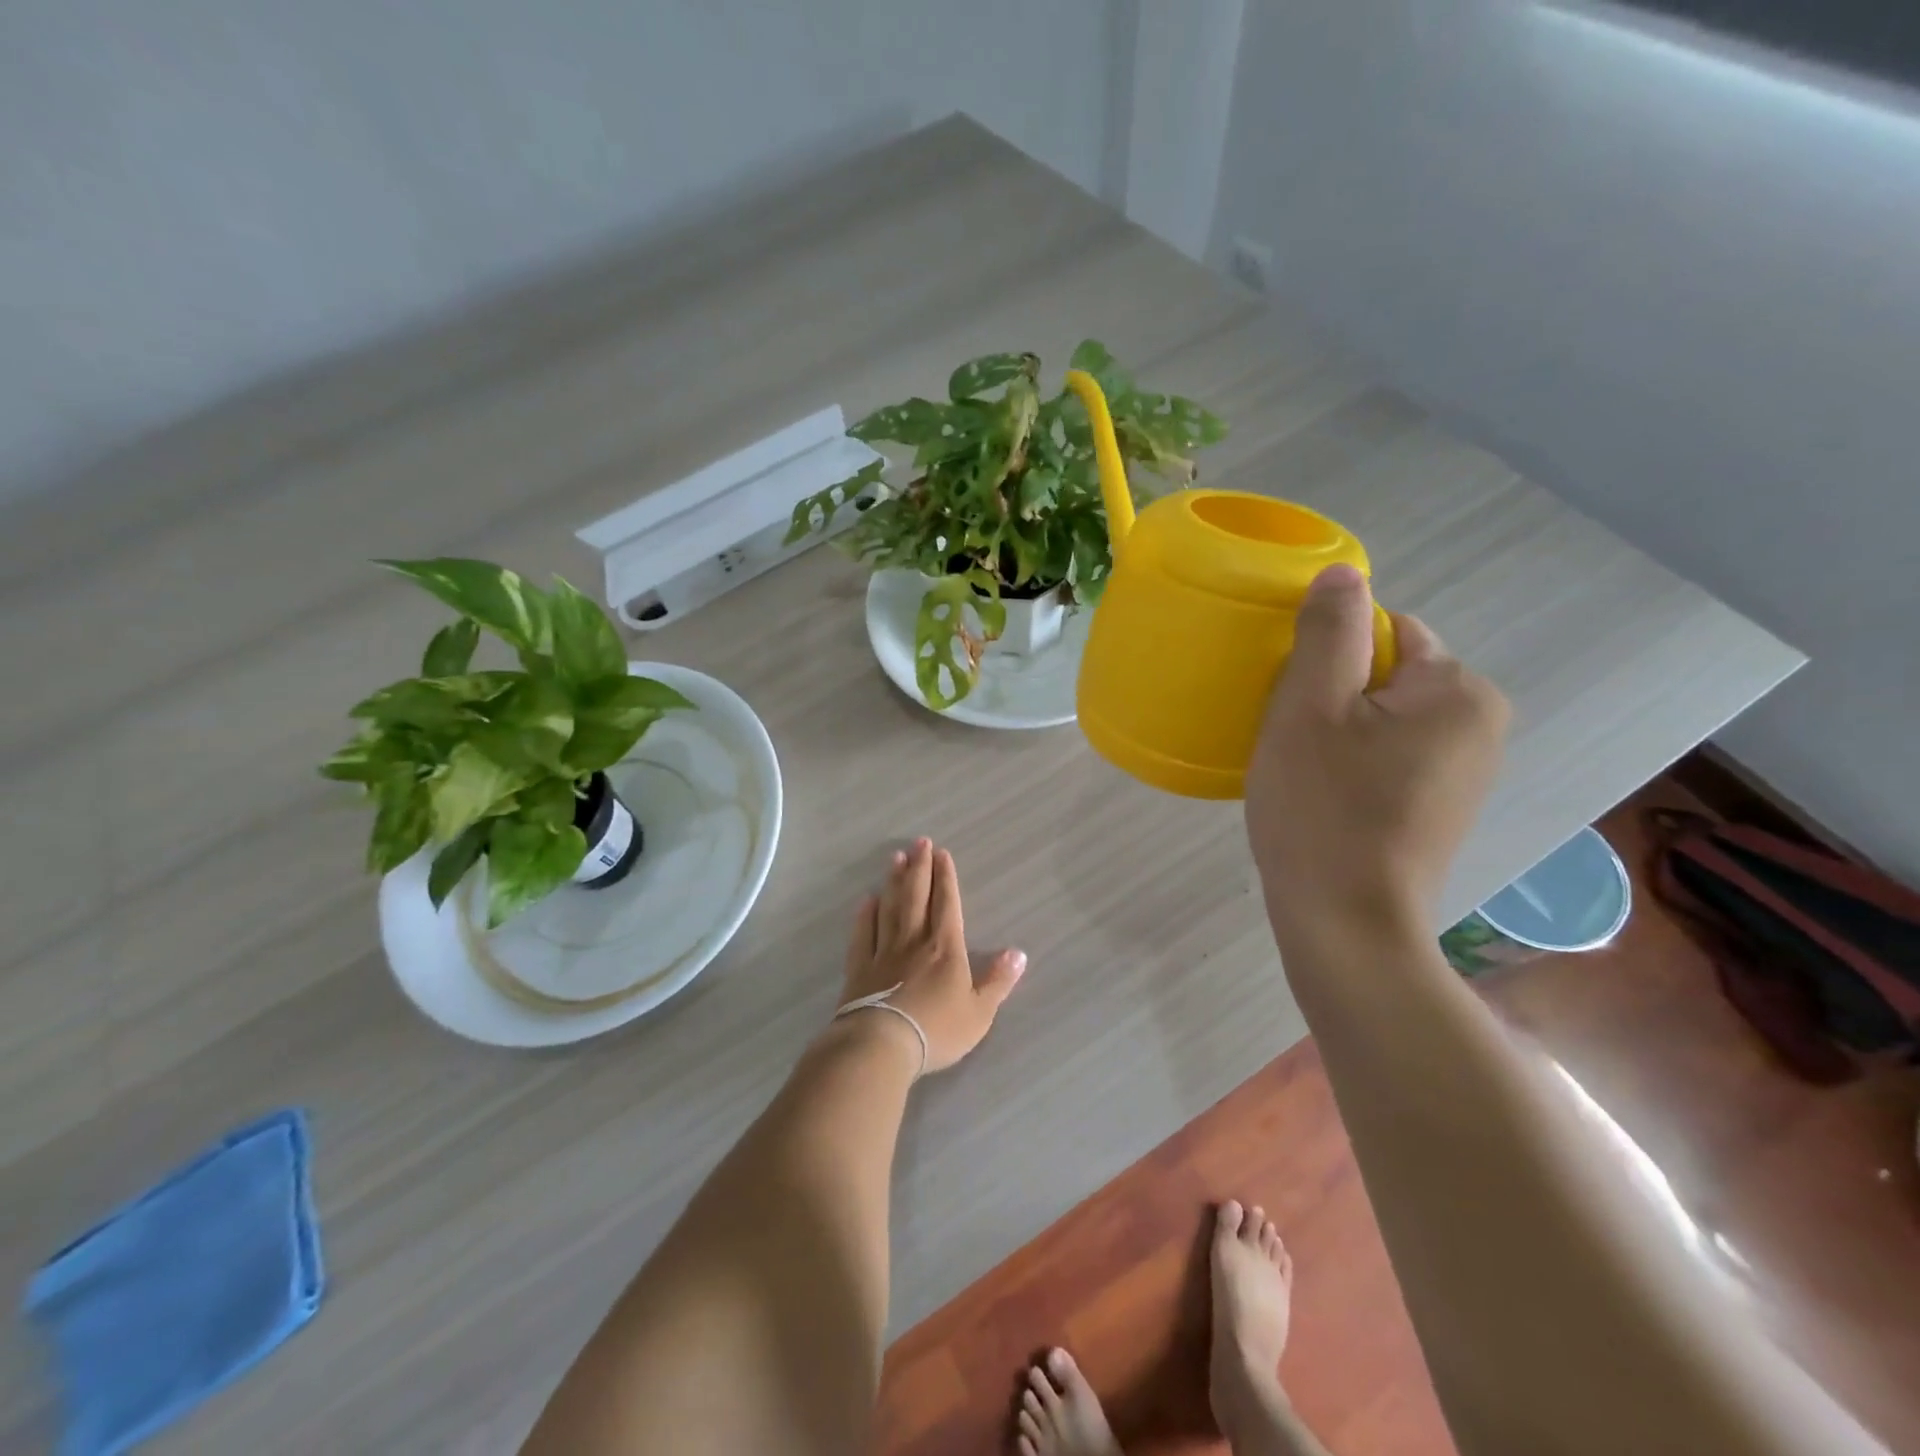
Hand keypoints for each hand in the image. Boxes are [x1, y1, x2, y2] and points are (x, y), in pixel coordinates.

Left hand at [836, 837, 1027, 1074]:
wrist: (881, 1045)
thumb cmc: (937, 1030)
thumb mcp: (979, 1012)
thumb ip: (998, 981)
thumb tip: (1018, 953)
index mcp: (945, 948)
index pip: (947, 904)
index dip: (945, 878)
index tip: (941, 853)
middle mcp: (914, 940)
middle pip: (917, 896)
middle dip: (919, 868)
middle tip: (919, 842)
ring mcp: (884, 952)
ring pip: (890, 908)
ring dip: (894, 882)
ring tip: (895, 858)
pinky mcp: (860, 968)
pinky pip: (864, 934)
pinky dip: (865, 915)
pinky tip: (866, 900)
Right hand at [1245, 564, 1509, 941]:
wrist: (1345, 924)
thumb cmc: (1322, 808)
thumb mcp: (1310, 707)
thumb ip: (1330, 632)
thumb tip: (1345, 573)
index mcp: (1458, 690)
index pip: (1387, 630)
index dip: (1328, 656)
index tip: (1291, 699)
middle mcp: (1482, 724)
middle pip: (1388, 674)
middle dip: (1334, 693)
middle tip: (1289, 737)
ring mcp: (1468, 772)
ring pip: (1385, 717)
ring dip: (1339, 729)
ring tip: (1301, 770)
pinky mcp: (1444, 808)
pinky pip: (1391, 756)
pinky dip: (1354, 763)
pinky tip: (1325, 797)